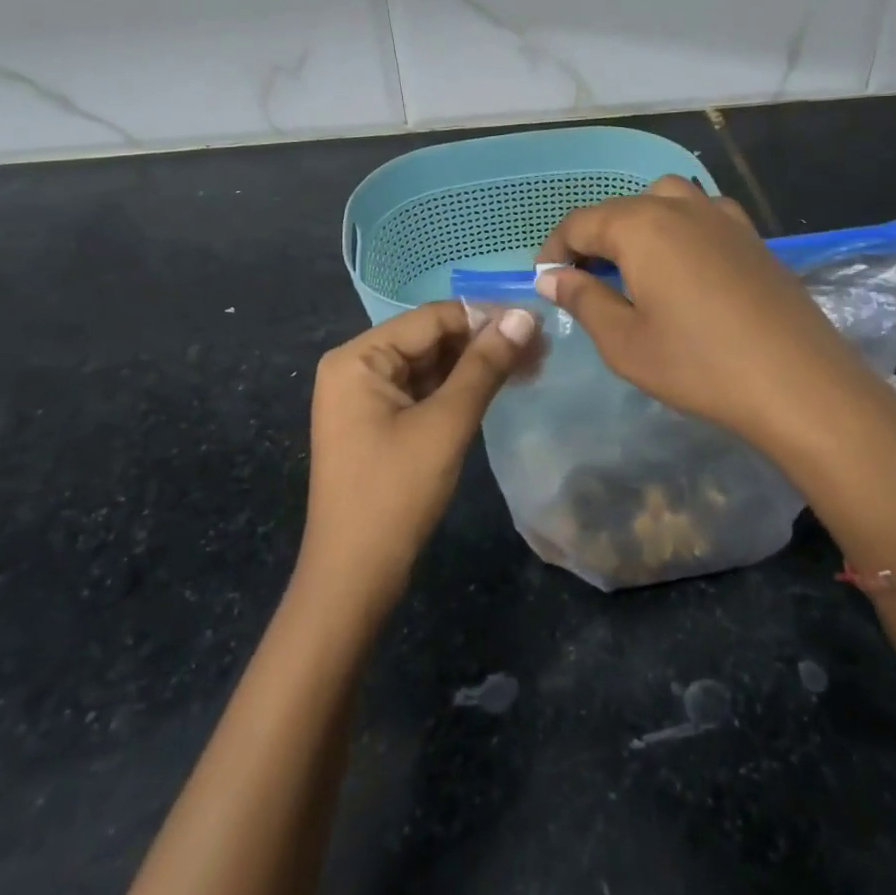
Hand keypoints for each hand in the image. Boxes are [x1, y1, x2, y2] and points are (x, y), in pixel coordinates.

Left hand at [302, 300, 537, 613]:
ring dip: (477, 364)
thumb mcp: (446, 424)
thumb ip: (485, 366)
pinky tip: (499, 386)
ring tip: (531, 365)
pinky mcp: (379, 423)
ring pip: (431, 365)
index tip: (537, 323)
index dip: (485, 316)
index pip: (431, 318)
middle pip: (430, 338)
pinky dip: (460, 388)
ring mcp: (366, 397)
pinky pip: (424, 391)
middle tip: (541, 348)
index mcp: (358, 358)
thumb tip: (526, 316)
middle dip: (484, 341)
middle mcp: (356, 367)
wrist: (354, 578)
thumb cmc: (395, 495)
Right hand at [534, 176, 878, 461]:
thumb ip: (582, 300)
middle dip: (593, 238)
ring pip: (664, 200)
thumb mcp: (624, 342)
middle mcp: (679, 206)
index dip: (554, 249)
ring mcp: (722, 216)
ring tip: (633, 267)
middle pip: (620, 208)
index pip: (580, 222)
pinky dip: (678, 227)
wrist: (798, 383)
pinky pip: (701, 214)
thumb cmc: (698, 365)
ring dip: (637, 225)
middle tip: (584, 281)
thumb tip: (551, 277)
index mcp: (640, 226)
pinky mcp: (752, 235)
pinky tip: (685, 265)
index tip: (545, 281)